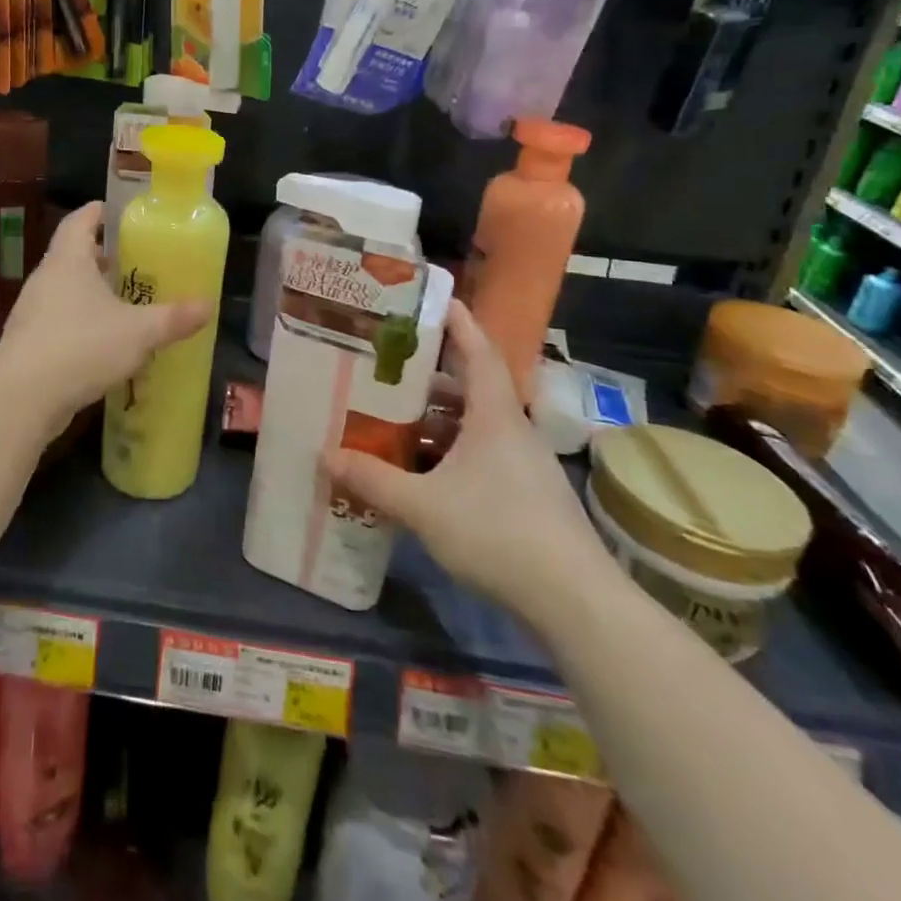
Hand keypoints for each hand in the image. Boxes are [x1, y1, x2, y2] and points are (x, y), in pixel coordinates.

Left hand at [0, 203, 211, 433]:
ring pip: (64, 289)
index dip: (98, 212)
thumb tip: (208, 306)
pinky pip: (57, 319)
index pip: (79, 220)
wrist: (22, 398)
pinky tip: (101, 341)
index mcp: (67, 260)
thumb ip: (173, 318)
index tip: (118, 211)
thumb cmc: (82, 347)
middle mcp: (45, 278)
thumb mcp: (138, 332)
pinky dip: (79, 321)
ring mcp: (31, 310)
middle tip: (132, 261)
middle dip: (101, 256)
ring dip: (90, 291)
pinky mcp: (27, 341)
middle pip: (72, 254)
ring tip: (122, 301)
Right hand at [323, 301, 614, 623]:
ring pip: (475, 426)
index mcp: (494, 416)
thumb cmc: (498, 533)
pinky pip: (481, 456)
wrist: (575, 602)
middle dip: (432, 375)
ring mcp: (523, 466)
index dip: (459, 322)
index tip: (437, 298)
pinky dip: (449, 452)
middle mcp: (512, 431)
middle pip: (472, 387)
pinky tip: (421, 473)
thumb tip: (326, 456)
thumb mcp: (423, 506)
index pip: (479, 352)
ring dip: (438, 419)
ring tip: (394, 419)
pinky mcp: (527, 496)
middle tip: (390, 366)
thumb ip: (373, 480)